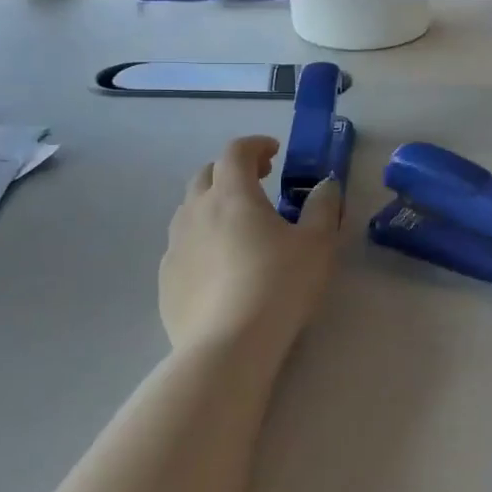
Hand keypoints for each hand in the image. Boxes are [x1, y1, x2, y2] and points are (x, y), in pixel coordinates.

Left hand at [160, 135, 342, 355]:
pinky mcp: (166, 280)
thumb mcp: (317, 244)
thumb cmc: (280, 285)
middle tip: (258, 183)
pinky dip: (201, 241)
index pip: (236, 151)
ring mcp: (175, 246)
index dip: (256, 145)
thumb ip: (323, 207)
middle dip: (232, 171)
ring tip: (237, 226)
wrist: (228, 346)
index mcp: (232, 194)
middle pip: (207, 175)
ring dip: (213, 205)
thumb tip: (325, 185)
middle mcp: (196, 211)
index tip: (274, 153)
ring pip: (189, 210)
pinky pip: (182, 247)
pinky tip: (219, 267)